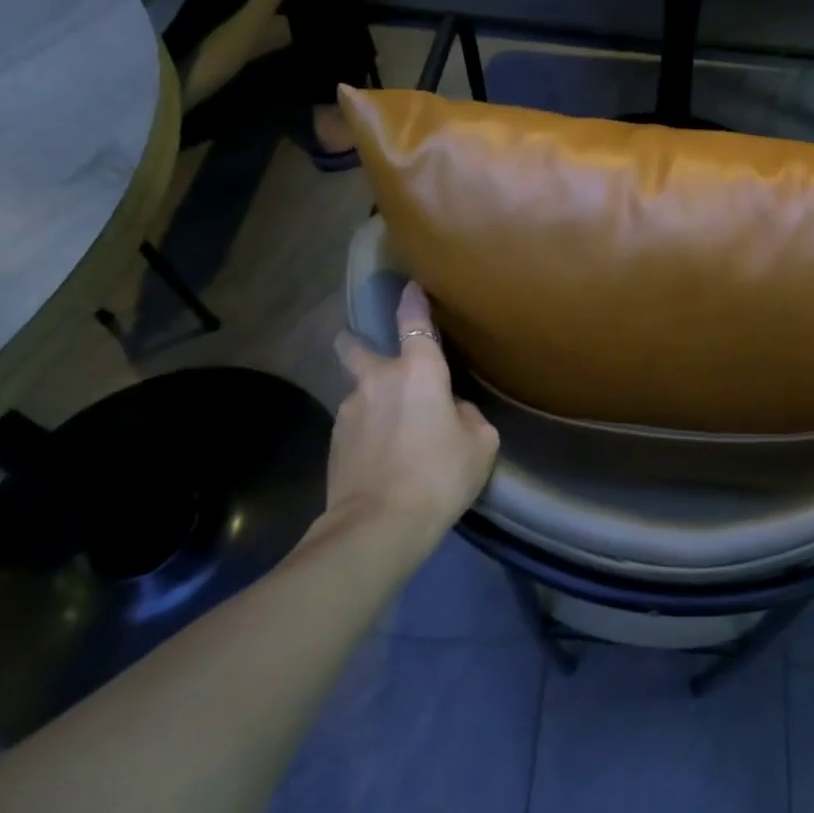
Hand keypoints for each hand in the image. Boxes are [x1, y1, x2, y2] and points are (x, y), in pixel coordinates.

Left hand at [325, 284, 499, 541]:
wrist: (377, 526)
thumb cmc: (439, 475)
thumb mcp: (479, 443)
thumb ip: (466, 415)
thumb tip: (450, 410)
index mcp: (418, 372)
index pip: (413, 320)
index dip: (412, 300)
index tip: (411, 286)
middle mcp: (378, 380)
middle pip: (355, 346)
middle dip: (356, 341)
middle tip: (366, 348)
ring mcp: (348, 410)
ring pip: (360, 393)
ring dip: (373, 401)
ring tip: (394, 432)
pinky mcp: (334, 442)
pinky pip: (356, 424)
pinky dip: (368, 431)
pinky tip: (383, 457)